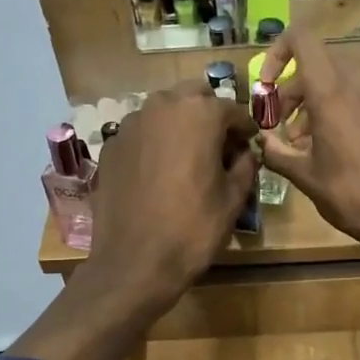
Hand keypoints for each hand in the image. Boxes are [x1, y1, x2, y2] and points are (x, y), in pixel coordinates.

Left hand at [86, 80, 257, 299]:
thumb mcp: (234, 199)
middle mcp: (162, 107)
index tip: (249, 144)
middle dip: (209, 115)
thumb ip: (245, 165)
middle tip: (218, 145)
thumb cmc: (193, 229)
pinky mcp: (110, 147)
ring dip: (179, 125)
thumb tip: (244, 152)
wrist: (135, 263)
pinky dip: (154, 144)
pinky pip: (140, 134)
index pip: (232, 109)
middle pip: (193, 97)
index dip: (245, 128)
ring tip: (187, 157)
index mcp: (199, 114)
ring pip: (163, 111)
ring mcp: (130, 125)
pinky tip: (158, 173)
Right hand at [257, 27, 359, 258]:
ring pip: (337, 79)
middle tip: (280, 125)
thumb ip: (277, 152)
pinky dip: (337, 108)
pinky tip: (331, 146)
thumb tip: (261, 141)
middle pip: (316, 63)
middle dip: (292, 90)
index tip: (266, 87)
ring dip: (313, 101)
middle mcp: (358, 81)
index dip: (277, 54)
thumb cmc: (352, 195)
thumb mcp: (306, 177)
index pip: (301, 39)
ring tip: (302, 142)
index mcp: (332, 90)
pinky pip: (357, 94)